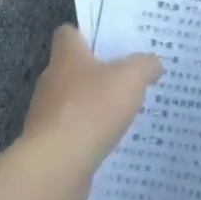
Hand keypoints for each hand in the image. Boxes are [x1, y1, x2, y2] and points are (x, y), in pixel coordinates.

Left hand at [19, 25, 161, 199]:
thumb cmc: (92, 109)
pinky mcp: (49, 143)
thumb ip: (145, 65)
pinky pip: (72, 131)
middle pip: (73, 68)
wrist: (57, 165)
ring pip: (72, 101)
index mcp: (67, 57)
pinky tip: (110, 141)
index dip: (88, 35)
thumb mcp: (131, 78)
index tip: (111, 43)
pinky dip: (88, 134)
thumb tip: (153, 63)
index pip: (68, 34)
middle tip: (128, 78)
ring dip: (93, 106)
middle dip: (97, 73)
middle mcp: (51, 80)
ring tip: (123, 112)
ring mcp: (47, 114)